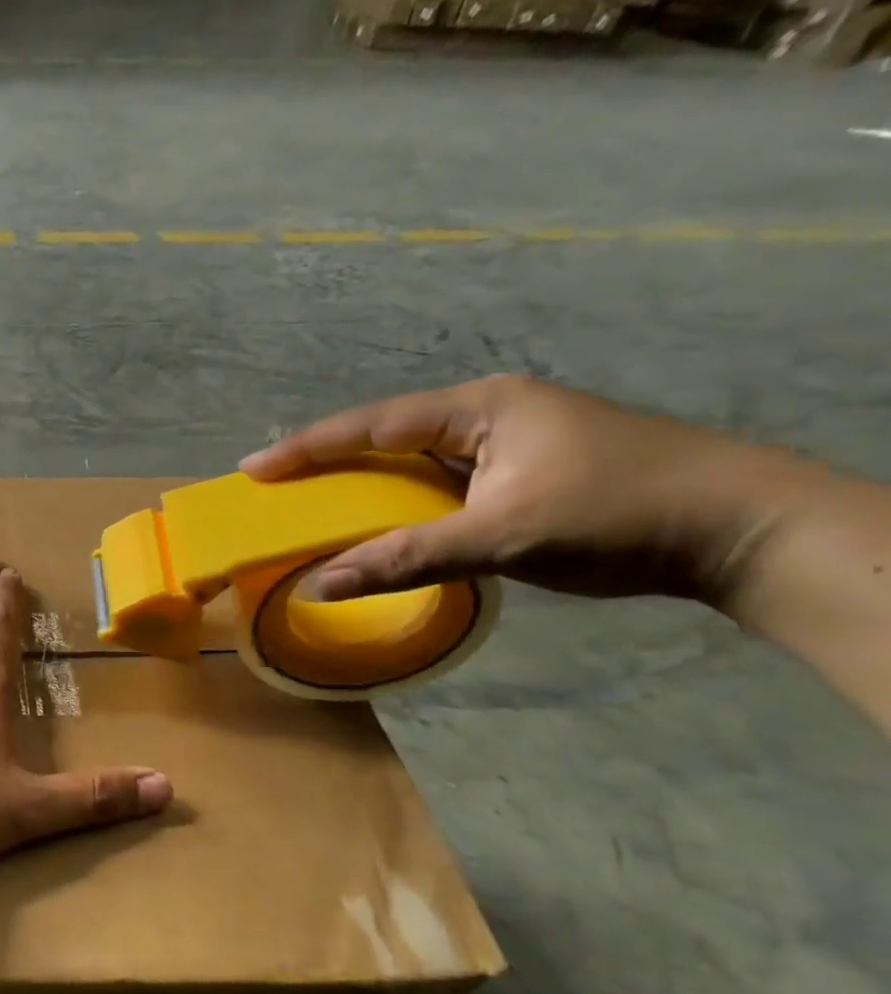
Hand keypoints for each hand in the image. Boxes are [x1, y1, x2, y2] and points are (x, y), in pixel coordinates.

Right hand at [240, 376, 813, 607]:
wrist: (741, 529)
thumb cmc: (618, 514)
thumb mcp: (502, 536)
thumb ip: (407, 558)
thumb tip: (321, 585)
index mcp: (482, 408)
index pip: (373, 424)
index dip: (308, 447)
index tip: (252, 468)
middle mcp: (489, 416)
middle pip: (387, 436)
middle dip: (329, 461)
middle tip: (275, 484)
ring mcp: (508, 445)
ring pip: (413, 462)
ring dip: (364, 485)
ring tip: (313, 504)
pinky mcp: (521, 475)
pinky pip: (440, 485)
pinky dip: (400, 504)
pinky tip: (380, 523)